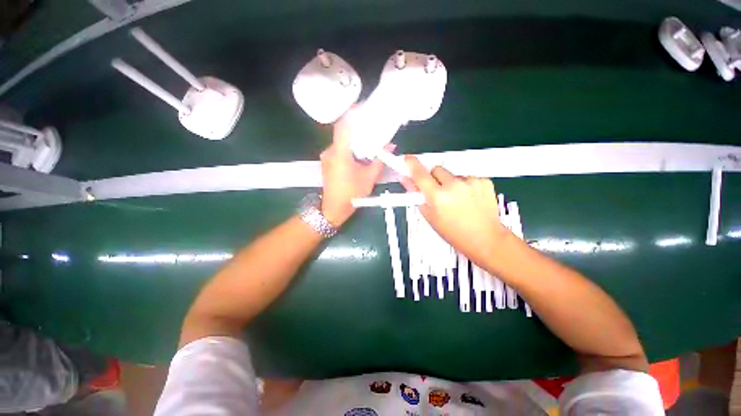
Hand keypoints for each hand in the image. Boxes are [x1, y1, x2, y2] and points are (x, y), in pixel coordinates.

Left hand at [320, 108, 390, 226]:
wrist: (333, 209)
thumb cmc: (351, 194)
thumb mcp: (369, 178)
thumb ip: (379, 160)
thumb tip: (390, 145)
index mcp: (339, 153)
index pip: (343, 125)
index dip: (352, 113)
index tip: (365, 109)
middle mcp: (330, 151)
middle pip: (344, 132)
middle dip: (358, 128)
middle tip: (373, 127)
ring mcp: (327, 157)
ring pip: (342, 142)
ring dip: (355, 140)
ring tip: (369, 141)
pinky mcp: (328, 162)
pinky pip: (339, 150)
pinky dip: (350, 148)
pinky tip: (360, 154)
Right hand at [401, 155, 511, 265]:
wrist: (485, 239)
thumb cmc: (454, 232)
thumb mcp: (430, 216)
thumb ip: (416, 196)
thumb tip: (407, 181)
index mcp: (438, 196)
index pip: (420, 174)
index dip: (412, 165)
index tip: (408, 159)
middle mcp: (454, 185)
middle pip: (436, 169)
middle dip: (433, 178)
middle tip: (437, 192)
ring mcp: (471, 182)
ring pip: (452, 174)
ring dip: (450, 183)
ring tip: (457, 200)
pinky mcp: (484, 181)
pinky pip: (467, 177)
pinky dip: (465, 185)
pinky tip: (469, 199)